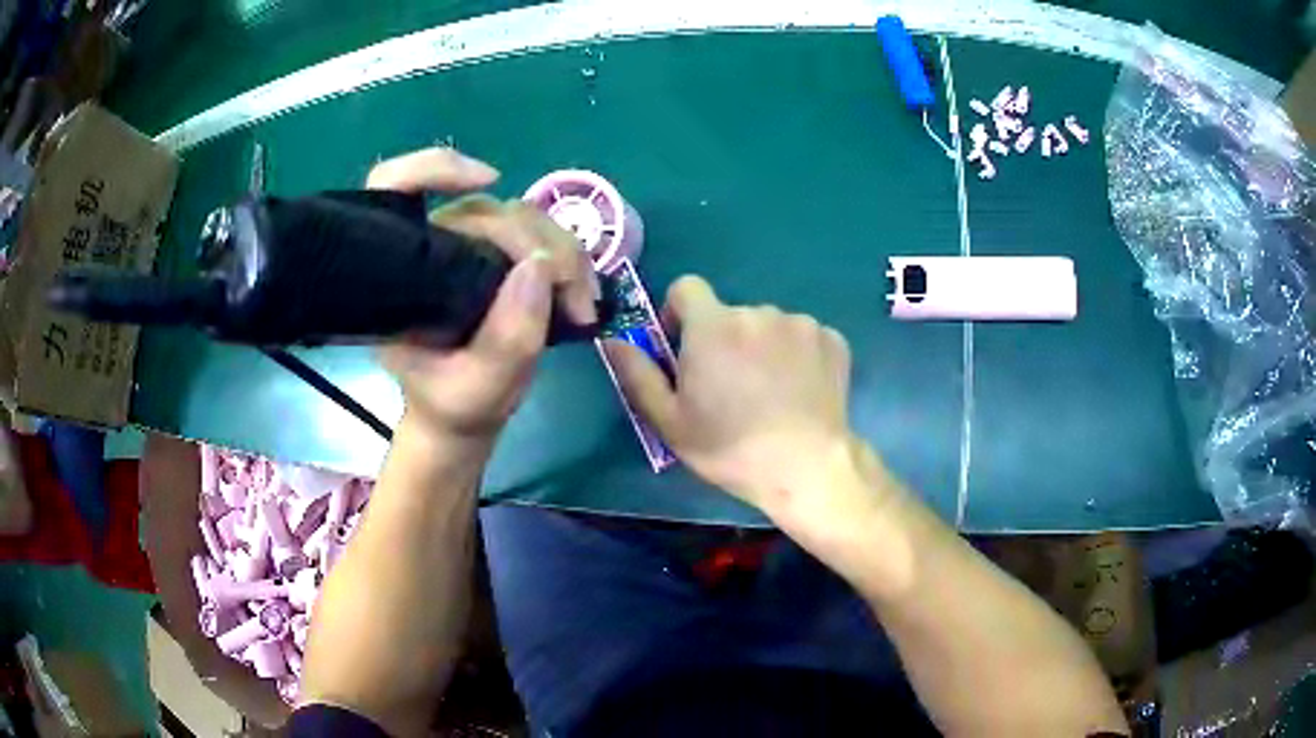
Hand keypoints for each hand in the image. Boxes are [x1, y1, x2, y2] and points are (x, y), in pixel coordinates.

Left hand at [367, 148, 596, 445]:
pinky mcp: (496, 257)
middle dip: (541, 242)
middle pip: (486, 211)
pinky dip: (568, 255)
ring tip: (584, 302)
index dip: (432, 167)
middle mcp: (430, 250)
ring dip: (565, 250)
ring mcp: (465, 249)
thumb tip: (541, 265)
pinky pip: (538, 235)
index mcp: (400, 275)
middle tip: (575, 297)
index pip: (394, 189)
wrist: (463, 415)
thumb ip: (507, 338)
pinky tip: (581, 288)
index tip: (489, 180)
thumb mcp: (479, 388)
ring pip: (521, 217)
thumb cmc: (456, 404)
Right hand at [604, 276, 855, 515]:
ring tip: (771, 394)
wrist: (807, 468)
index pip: (687, 288)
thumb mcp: (670, 422)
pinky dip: (798, 356)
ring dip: (763, 347)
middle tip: (731, 388)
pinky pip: (803, 337)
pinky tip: (801, 391)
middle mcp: (757, 311)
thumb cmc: (731, 449)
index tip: (686, 349)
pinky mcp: (832, 339)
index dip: (680, 314)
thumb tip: (612, 340)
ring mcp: (800, 323)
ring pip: (768, 326)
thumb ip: (638, 374)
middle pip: (730, 315)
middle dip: (725, 341)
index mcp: (713, 325)